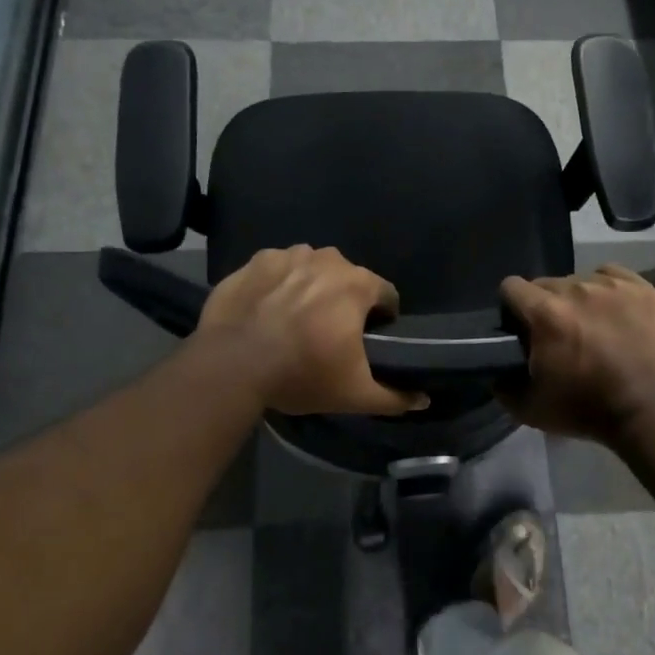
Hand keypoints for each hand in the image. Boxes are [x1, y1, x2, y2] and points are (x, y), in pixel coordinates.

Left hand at [198, 246, 428, 416]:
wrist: (232, 364)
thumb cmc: (301, 373)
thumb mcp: (354, 394)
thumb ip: (394, 397)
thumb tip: (423, 400)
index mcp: (357, 284)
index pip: (386, 294)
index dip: (383, 317)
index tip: (370, 339)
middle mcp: (327, 259)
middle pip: (347, 278)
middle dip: (344, 301)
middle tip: (330, 334)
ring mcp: (288, 255)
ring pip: (312, 269)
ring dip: (310, 288)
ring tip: (295, 320)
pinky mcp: (255, 261)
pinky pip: (278, 269)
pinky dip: (278, 283)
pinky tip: (267, 309)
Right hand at [498, 266, 654, 443]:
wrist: (649, 411)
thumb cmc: (586, 410)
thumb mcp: (530, 408)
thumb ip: (503, 386)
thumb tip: (497, 370)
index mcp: (545, 313)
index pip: (511, 287)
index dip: (512, 306)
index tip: (520, 325)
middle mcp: (576, 289)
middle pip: (546, 283)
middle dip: (546, 306)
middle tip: (558, 333)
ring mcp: (611, 286)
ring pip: (580, 280)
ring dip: (578, 299)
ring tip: (592, 325)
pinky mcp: (642, 288)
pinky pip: (612, 275)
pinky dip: (607, 289)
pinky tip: (613, 311)